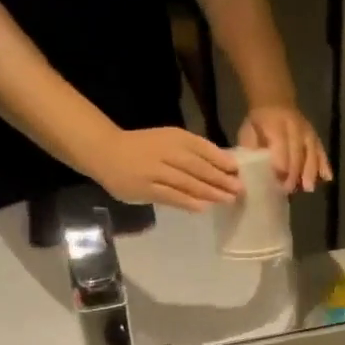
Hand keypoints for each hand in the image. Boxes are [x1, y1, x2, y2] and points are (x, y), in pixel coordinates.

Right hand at [89, 127, 240, 210]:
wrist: (106, 152)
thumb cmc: (144, 147)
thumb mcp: (169, 141)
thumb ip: (193, 152)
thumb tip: (225, 167)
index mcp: (174, 137)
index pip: (202, 148)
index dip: (221, 160)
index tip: (238, 171)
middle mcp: (166, 152)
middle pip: (197, 167)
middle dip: (220, 179)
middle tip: (238, 189)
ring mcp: (154, 171)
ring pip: (186, 182)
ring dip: (209, 192)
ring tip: (227, 200)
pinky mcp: (145, 188)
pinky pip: (170, 196)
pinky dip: (187, 202)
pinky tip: (203, 207)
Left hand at [237, 105, 332, 193]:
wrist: (274, 101)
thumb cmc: (258, 123)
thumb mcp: (247, 133)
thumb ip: (250, 151)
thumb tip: (249, 174)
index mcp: (274, 124)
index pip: (281, 147)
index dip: (280, 166)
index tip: (278, 182)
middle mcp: (295, 126)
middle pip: (298, 153)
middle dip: (294, 173)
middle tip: (289, 190)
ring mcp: (307, 131)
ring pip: (312, 152)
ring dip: (311, 172)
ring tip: (307, 188)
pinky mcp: (315, 136)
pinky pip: (321, 151)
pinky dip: (325, 164)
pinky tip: (327, 178)